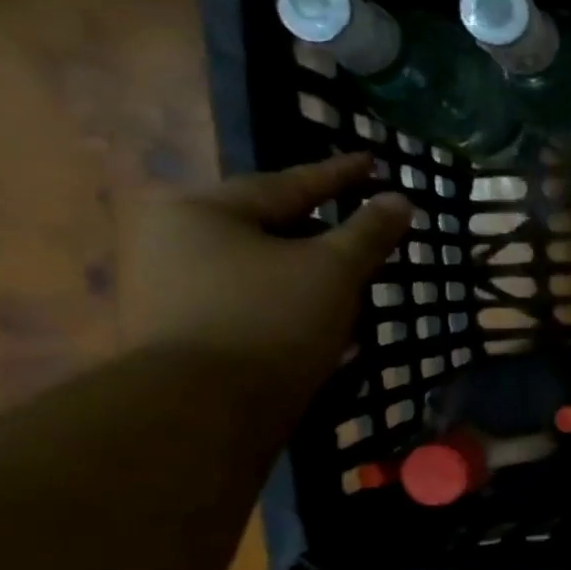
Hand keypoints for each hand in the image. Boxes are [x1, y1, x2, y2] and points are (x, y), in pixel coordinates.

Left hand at [126, 152, 413, 394]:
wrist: (204, 408)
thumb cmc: (272, 319)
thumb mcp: (335, 269)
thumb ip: (369, 231)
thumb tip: (399, 199)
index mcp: (205, 210)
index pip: (289, 184)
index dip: (339, 175)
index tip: (373, 161)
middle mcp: (174, 238)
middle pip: (269, 223)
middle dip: (323, 228)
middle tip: (365, 224)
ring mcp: (171, 285)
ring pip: (261, 264)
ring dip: (310, 268)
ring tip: (353, 273)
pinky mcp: (181, 327)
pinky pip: (250, 296)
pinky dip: (290, 297)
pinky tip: (324, 313)